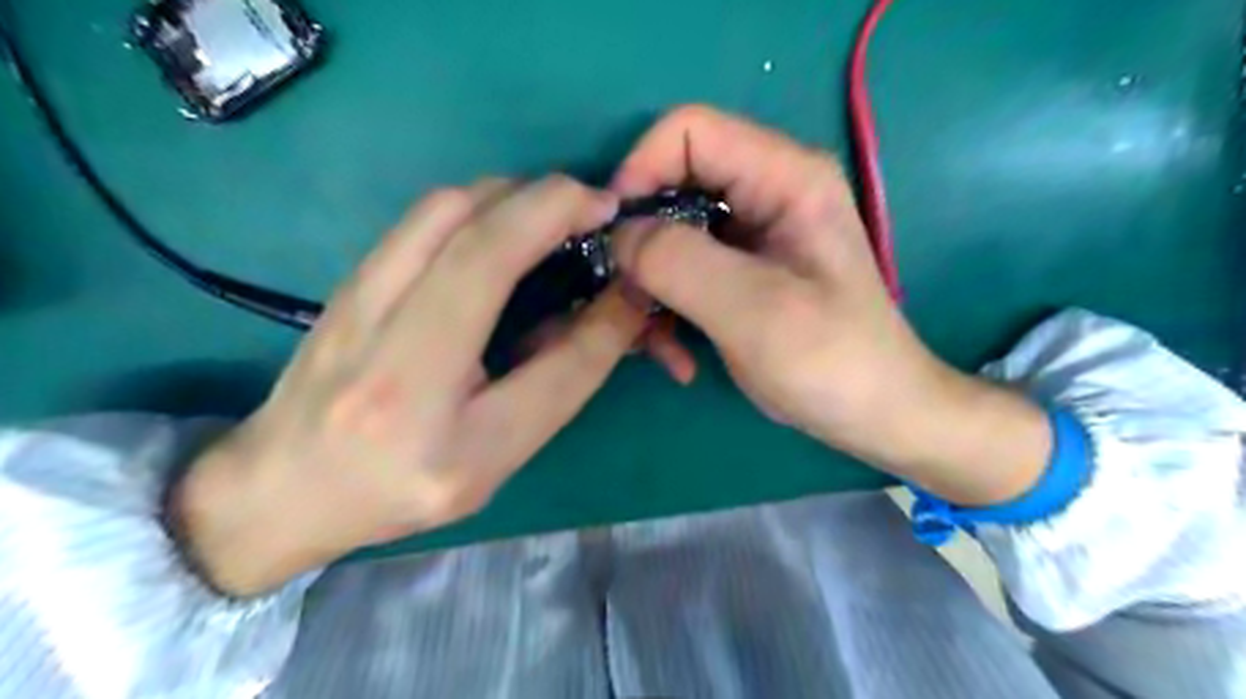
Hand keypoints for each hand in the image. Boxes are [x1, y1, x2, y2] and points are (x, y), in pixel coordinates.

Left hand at [173, 174, 648, 594]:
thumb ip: (560, 381)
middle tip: (597, 209)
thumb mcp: (497, 455)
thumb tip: (617, 308)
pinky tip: (506, 225)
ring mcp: (355, 298)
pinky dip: (482, 203)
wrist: (282, 486)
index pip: (537, 338)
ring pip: (446, 207)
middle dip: (551, 201)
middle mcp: (385, 346)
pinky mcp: (350, 276)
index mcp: (432, 415)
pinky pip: (425, 216)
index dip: (597, 292)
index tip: (627, 249)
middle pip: (476, 234)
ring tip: (558, 213)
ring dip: (516, 194)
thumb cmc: (401, 486)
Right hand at [610, 106, 1042, 503]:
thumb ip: (679, 261)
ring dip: (650, 290)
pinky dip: (668, 311)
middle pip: (671, 185)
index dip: (639, 170)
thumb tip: (620, 234)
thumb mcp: (753, 310)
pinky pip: (682, 272)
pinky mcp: (740, 271)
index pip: (688, 130)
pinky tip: (676, 356)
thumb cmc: (829, 360)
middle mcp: (766, 192)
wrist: (872, 413)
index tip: (613, 235)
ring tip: (655, 346)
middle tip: (627, 301)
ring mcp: (751, 235)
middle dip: (640, 245)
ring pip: (669, 236)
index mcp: (784, 177)